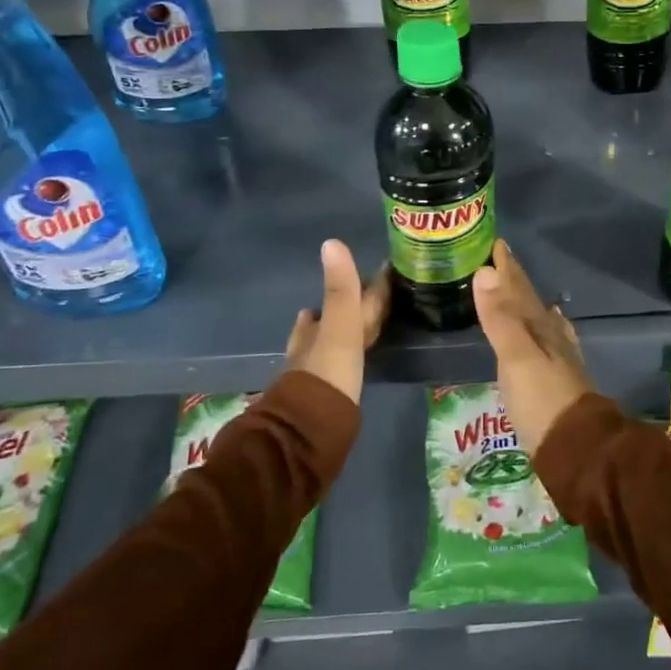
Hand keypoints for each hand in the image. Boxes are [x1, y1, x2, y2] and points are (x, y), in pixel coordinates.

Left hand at [286, 240, 388, 403]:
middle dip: (336, 310)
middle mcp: (310, 348)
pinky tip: (347, 362)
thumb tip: (331, 241)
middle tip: (352, 298)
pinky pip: (337, 366)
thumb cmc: (329, 372)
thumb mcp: (340, 326)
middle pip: (323, 323)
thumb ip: (340, 289)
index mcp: (314, 329)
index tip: (361, 277)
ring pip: (327, 345)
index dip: (345, 289)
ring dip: (337, 333)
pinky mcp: (327, 395)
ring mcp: (316, 374)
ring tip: (346, 324)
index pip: (332, 301)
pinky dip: (343, 357)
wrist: (314, 428)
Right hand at [472, 239, 590, 453]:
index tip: (497, 244)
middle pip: (530, 302)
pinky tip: (553, 327)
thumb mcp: (515, 357)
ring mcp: (558, 359)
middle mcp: (551, 338)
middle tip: (502, 259)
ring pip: (540, 320)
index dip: (507, 268)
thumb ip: (499, 317)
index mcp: (539, 328)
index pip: (519, 290)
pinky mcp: (558, 381)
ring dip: (527, 303)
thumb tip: (484, 271)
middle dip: (515, 281)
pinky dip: (547, 328)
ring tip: (521, 289)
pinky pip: (550, 341)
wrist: (577, 448)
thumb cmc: (542, 400)